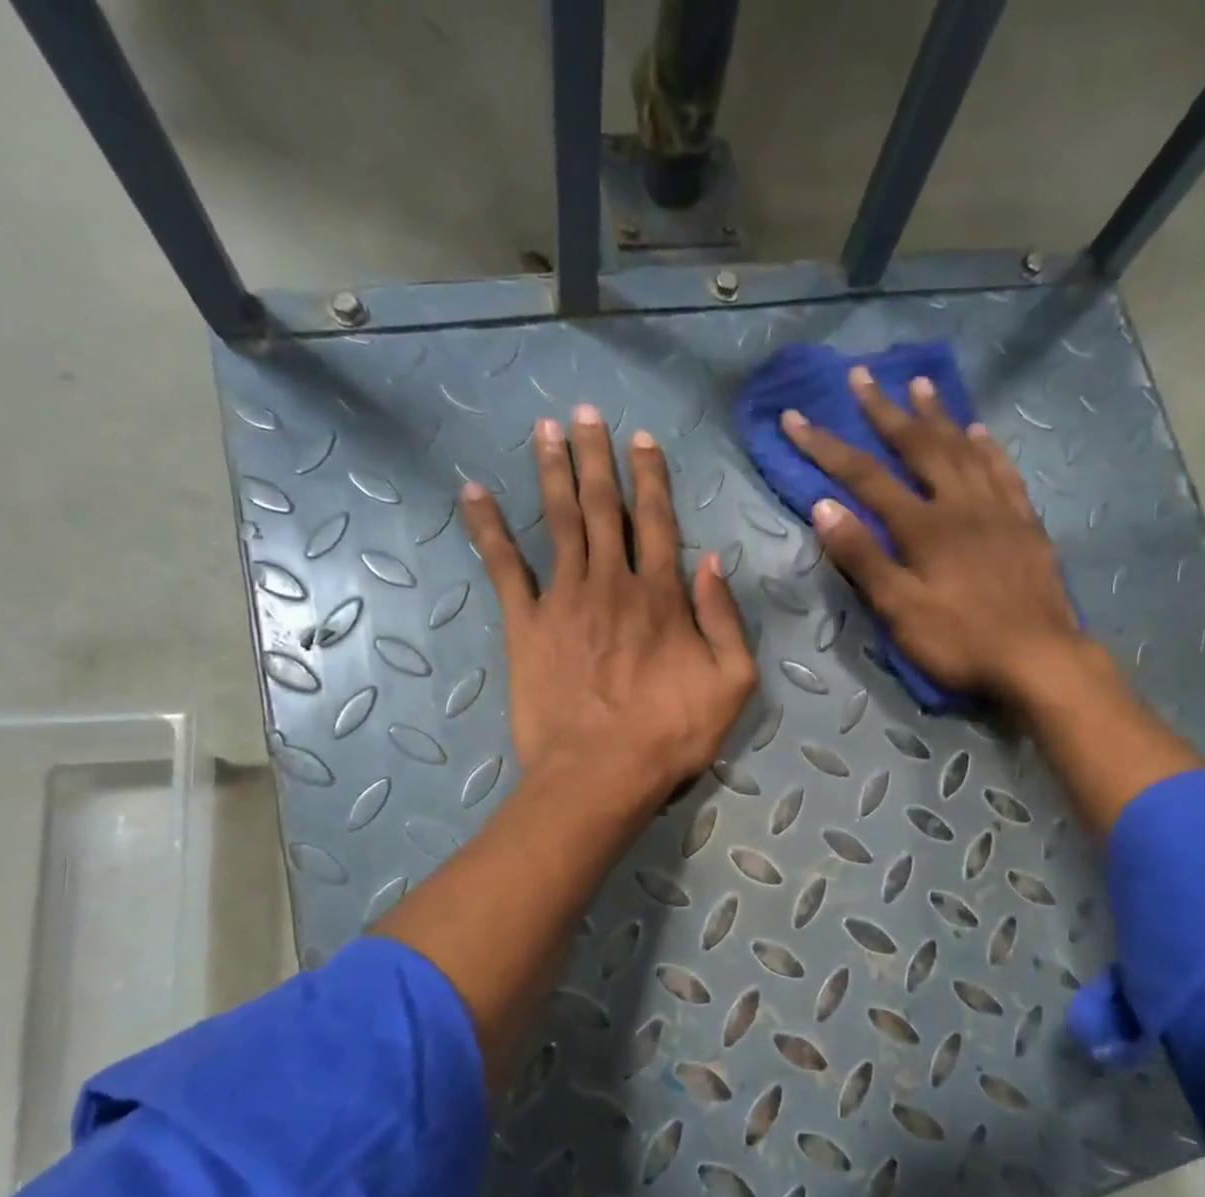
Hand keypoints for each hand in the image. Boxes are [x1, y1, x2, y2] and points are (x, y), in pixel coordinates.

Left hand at [462, 404, 757, 807]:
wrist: (600, 774)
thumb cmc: (672, 734)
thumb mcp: (731, 683)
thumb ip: (725, 619)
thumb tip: (714, 563)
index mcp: (660, 595)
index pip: (657, 521)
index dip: (650, 477)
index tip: (641, 440)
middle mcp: (611, 583)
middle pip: (602, 508)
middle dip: (596, 458)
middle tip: (585, 413)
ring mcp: (563, 600)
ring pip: (558, 522)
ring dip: (552, 473)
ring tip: (546, 430)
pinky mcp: (525, 626)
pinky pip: (504, 568)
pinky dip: (487, 529)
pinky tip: (472, 493)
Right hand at [779, 366, 1081, 706]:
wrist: (1039, 658)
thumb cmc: (961, 640)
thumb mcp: (900, 610)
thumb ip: (862, 558)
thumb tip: (823, 507)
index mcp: (923, 526)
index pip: (864, 477)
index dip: (826, 447)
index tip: (795, 417)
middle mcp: (959, 504)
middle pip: (918, 447)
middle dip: (885, 411)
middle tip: (862, 376)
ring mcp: (997, 510)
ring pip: (964, 448)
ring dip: (938, 415)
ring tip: (920, 384)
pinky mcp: (1025, 524)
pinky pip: (1003, 472)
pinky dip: (987, 448)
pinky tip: (980, 432)